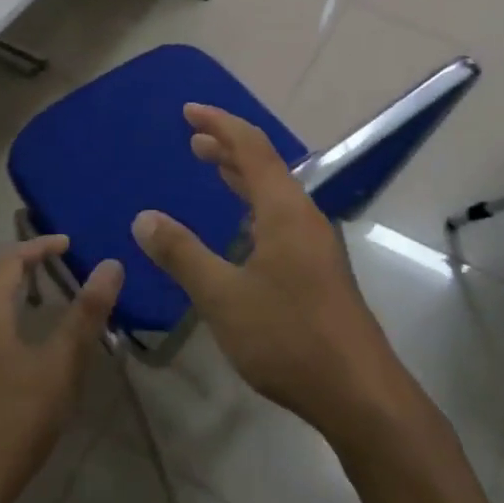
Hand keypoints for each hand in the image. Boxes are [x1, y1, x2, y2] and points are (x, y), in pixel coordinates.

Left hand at [0, 238, 121, 502]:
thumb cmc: (13, 421)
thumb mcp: (60, 366)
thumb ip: (86, 314)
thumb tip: (111, 264)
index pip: (11, 260)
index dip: (40, 246)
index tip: (70, 243)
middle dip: (29, 268)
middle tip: (65, 266)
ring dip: (20, 298)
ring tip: (54, 302)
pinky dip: (11, 324)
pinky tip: (31, 350)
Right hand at [130, 105, 405, 437]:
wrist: (359, 391)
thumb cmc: (288, 337)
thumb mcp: (223, 296)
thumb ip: (183, 254)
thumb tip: (144, 218)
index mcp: (284, 210)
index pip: (250, 147)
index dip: (219, 123)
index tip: (188, 111)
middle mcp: (303, 216)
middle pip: (265, 165)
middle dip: (228, 146)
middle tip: (192, 139)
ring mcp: (315, 244)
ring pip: (275, 193)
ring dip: (242, 175)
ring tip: (211, 167)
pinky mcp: (319, 269)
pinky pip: (281, 217)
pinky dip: (254, 205)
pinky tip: (242, 227)